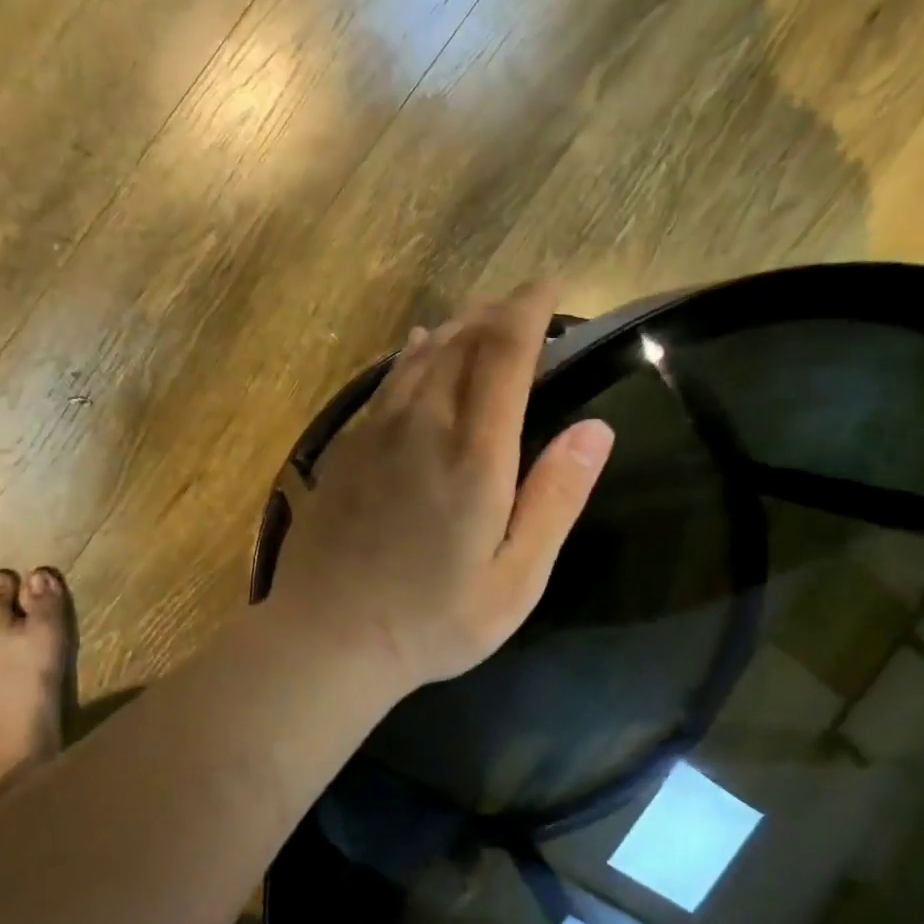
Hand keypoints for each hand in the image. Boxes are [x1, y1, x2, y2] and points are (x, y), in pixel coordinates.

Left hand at [266, 281, 614, 694]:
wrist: (327, 637)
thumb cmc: (433, 620)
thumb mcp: (516, 577)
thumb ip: (555, 498)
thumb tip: (596, 428)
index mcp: (474, 454)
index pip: (505, 353)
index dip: (529, 310)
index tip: (549, 287)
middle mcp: (423, 425)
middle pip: (461, 342)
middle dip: (496, 313)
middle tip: (522, 303)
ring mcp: (376, 433)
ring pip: (420, 356)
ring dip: (455, 328)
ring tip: (480, 317)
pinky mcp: (346, 449)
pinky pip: (386, 381)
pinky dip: (413, 355)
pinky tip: (418, 351)